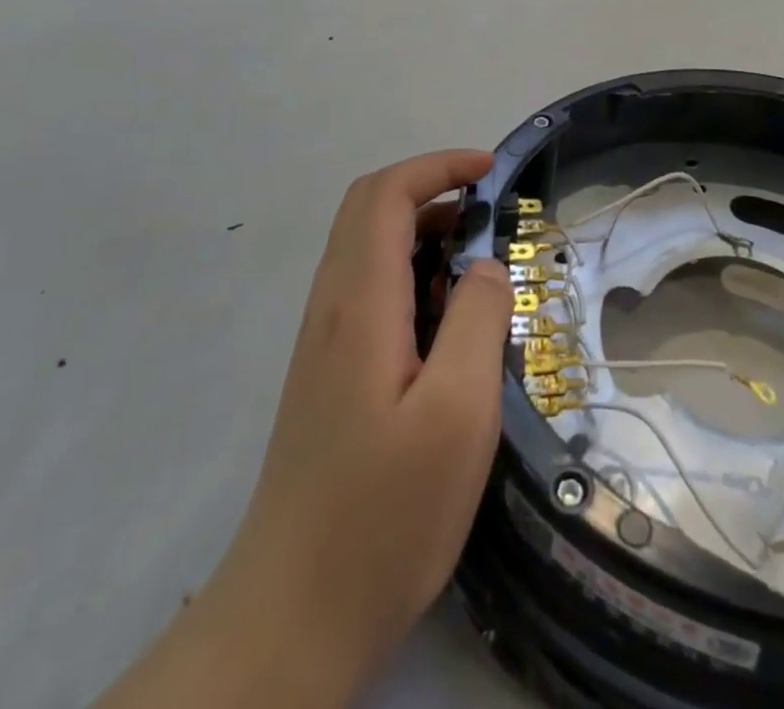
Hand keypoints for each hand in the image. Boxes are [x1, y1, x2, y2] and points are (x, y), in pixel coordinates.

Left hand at [96, 150, 511, 708]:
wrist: (291, 617)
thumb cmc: (383, 515)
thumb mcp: (458, 415)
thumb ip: (478, 322)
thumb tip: (486, 266)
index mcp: (359, 303)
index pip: (386, 195)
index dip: (437, 166)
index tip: (491, 171)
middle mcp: (331, 307)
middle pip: (369, 210)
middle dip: (432, 189)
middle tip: (492, 213)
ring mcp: (323, 341)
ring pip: (368, 248)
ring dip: (424, 232)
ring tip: (482, 266)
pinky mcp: (328, 372)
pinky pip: (369, 289)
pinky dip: (413, 273)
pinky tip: (448, 321)